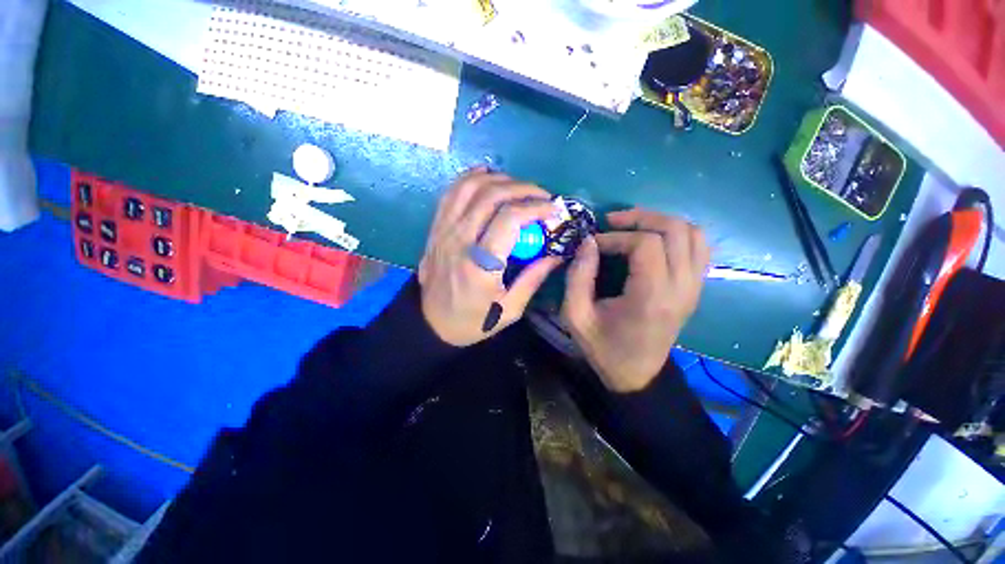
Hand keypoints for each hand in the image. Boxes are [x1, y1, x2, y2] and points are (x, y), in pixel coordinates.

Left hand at [418, 168, 562, 346]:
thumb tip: (557, 255)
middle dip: (523, 188)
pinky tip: (488, 178)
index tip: (553, 210)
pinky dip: (471, 178)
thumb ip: (533, 279)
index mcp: (480, 265)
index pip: (509, 219)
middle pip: (491, 195)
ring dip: (499, 179)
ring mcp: (444, 231)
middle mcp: (459, 241)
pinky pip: (451, 193)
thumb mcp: (509, 310)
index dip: (535, 207)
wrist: (431, 323)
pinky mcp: (436, 228)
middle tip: (542, 196)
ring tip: (519, 188)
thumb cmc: (473, 321)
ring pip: (470, 187)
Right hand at [561, 209, 710, 392]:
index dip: (616, 237)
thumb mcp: (576, 316)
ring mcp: (694, 287)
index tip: (594, 244)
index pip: (646, 244)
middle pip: (675, 230)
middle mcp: (681, 287)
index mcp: (651, 297)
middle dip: (641, 217)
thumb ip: (578, 277)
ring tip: (633, 226)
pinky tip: (654, 239)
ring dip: (661, 222)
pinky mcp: (695, 288)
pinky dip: (678, 234)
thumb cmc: (603, 347)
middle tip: (613, 221)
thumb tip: (588, 242)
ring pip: (693, 233)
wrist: (636, 374)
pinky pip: (699, 247)